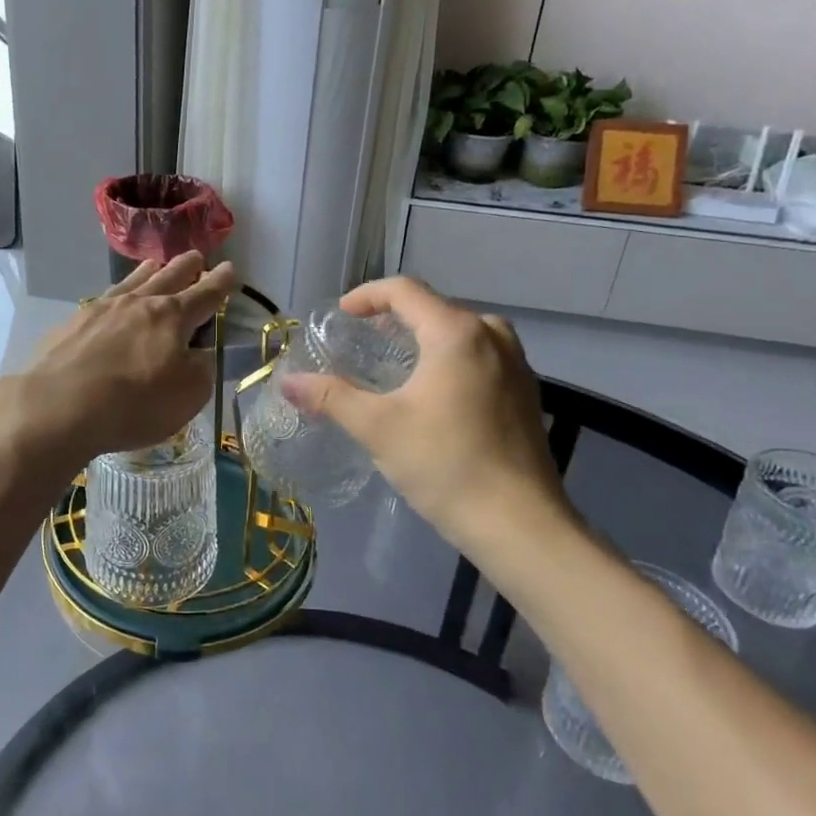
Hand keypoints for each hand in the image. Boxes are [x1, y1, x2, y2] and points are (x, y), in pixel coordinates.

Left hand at [0, 253, 236, 467]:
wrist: (59, 407)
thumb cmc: (135, 403)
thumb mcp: (188, 394)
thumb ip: (201, 369)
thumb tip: (198, 353)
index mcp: (171, 317)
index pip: (205, 294)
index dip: (220, 283)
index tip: (230, 268)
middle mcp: (137, 303)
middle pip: (168, 277)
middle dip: (186, 267)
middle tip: (196, 257)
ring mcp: (100, 310)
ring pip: (132, 281)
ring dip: (149, 271)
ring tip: (155, 264)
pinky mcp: (71, 324)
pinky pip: (102, 300)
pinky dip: (116, 295)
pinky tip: (110, 301)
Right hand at [281, 278, 576, 553]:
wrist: (519, 524)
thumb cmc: (445, 463)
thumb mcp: (377, 427)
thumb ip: (331, 396)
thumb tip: (289, 382)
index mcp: (456, 332)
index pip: (405, 291)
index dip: (368, 295)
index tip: (342, 315)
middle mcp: (492, 336)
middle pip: (435, 308)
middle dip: (396, 317)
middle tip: (364, 338)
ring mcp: (516, 364)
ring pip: (462, 331)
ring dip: (426, 337)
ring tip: (398, 359)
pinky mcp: (526, 393)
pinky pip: (482, 355)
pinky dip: (451, 358)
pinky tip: (435, 391)